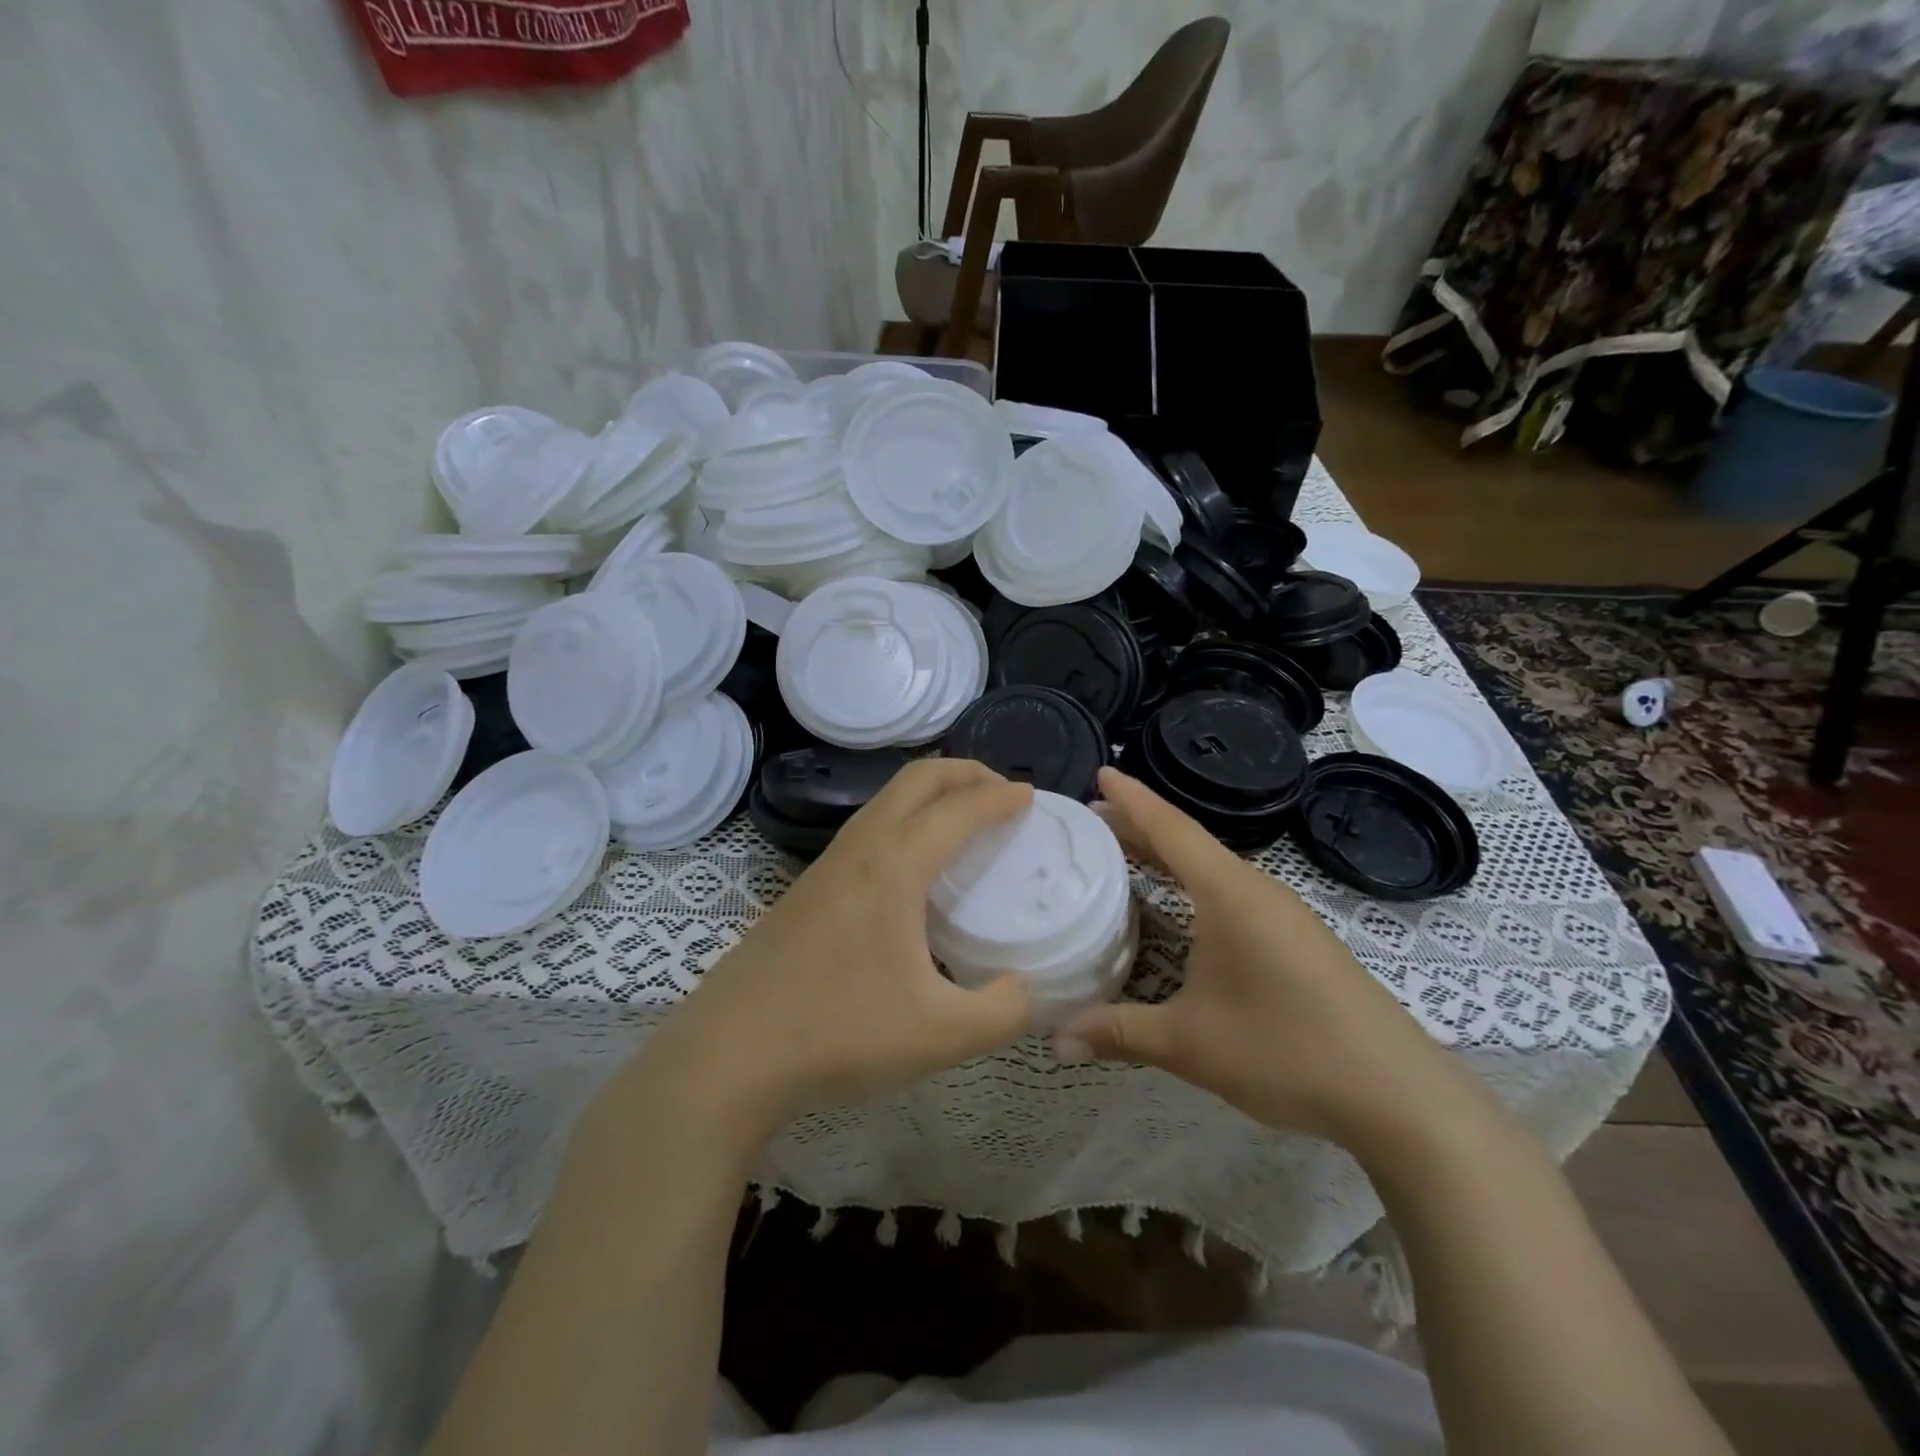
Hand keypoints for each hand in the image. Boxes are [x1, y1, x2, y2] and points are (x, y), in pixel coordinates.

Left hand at [631, 758, 1034, 1134]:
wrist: (729, 1053)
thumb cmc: (838, 1033)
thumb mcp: (940, 1036)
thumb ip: (1002, 1012)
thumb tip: (1024, 990)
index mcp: (895, 866)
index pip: (959, 808)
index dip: (1000, 797)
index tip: (1032, 798)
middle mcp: (861, 848)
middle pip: (917, 778)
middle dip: (965, 772)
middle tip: (1001, 792)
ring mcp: (827, 865)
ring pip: (886, 799)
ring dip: (930, 793)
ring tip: (962, 820)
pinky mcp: (807, 888)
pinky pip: (867, 827)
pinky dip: (903, 819)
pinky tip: (911, 866)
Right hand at [1056, 768, 1476, 1142]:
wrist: (1399, 1095)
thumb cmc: (1287, 1050)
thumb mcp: (1190, 1043)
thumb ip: (1118, 1033)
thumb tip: (1056, 1040)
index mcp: (1229, 893)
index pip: (1171, 828)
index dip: (1132, 799)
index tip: (1099, 773)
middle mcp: (1256, 890)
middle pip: (1188, 843)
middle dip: (1138, 827)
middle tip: (1090, 822)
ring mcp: (1282, 914)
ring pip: (1211, 868)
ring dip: (1166, 857)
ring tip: (1123, 856)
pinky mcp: (1296, 939)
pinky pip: (1230, 892)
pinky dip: (1191, 885)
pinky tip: (1178, 909)